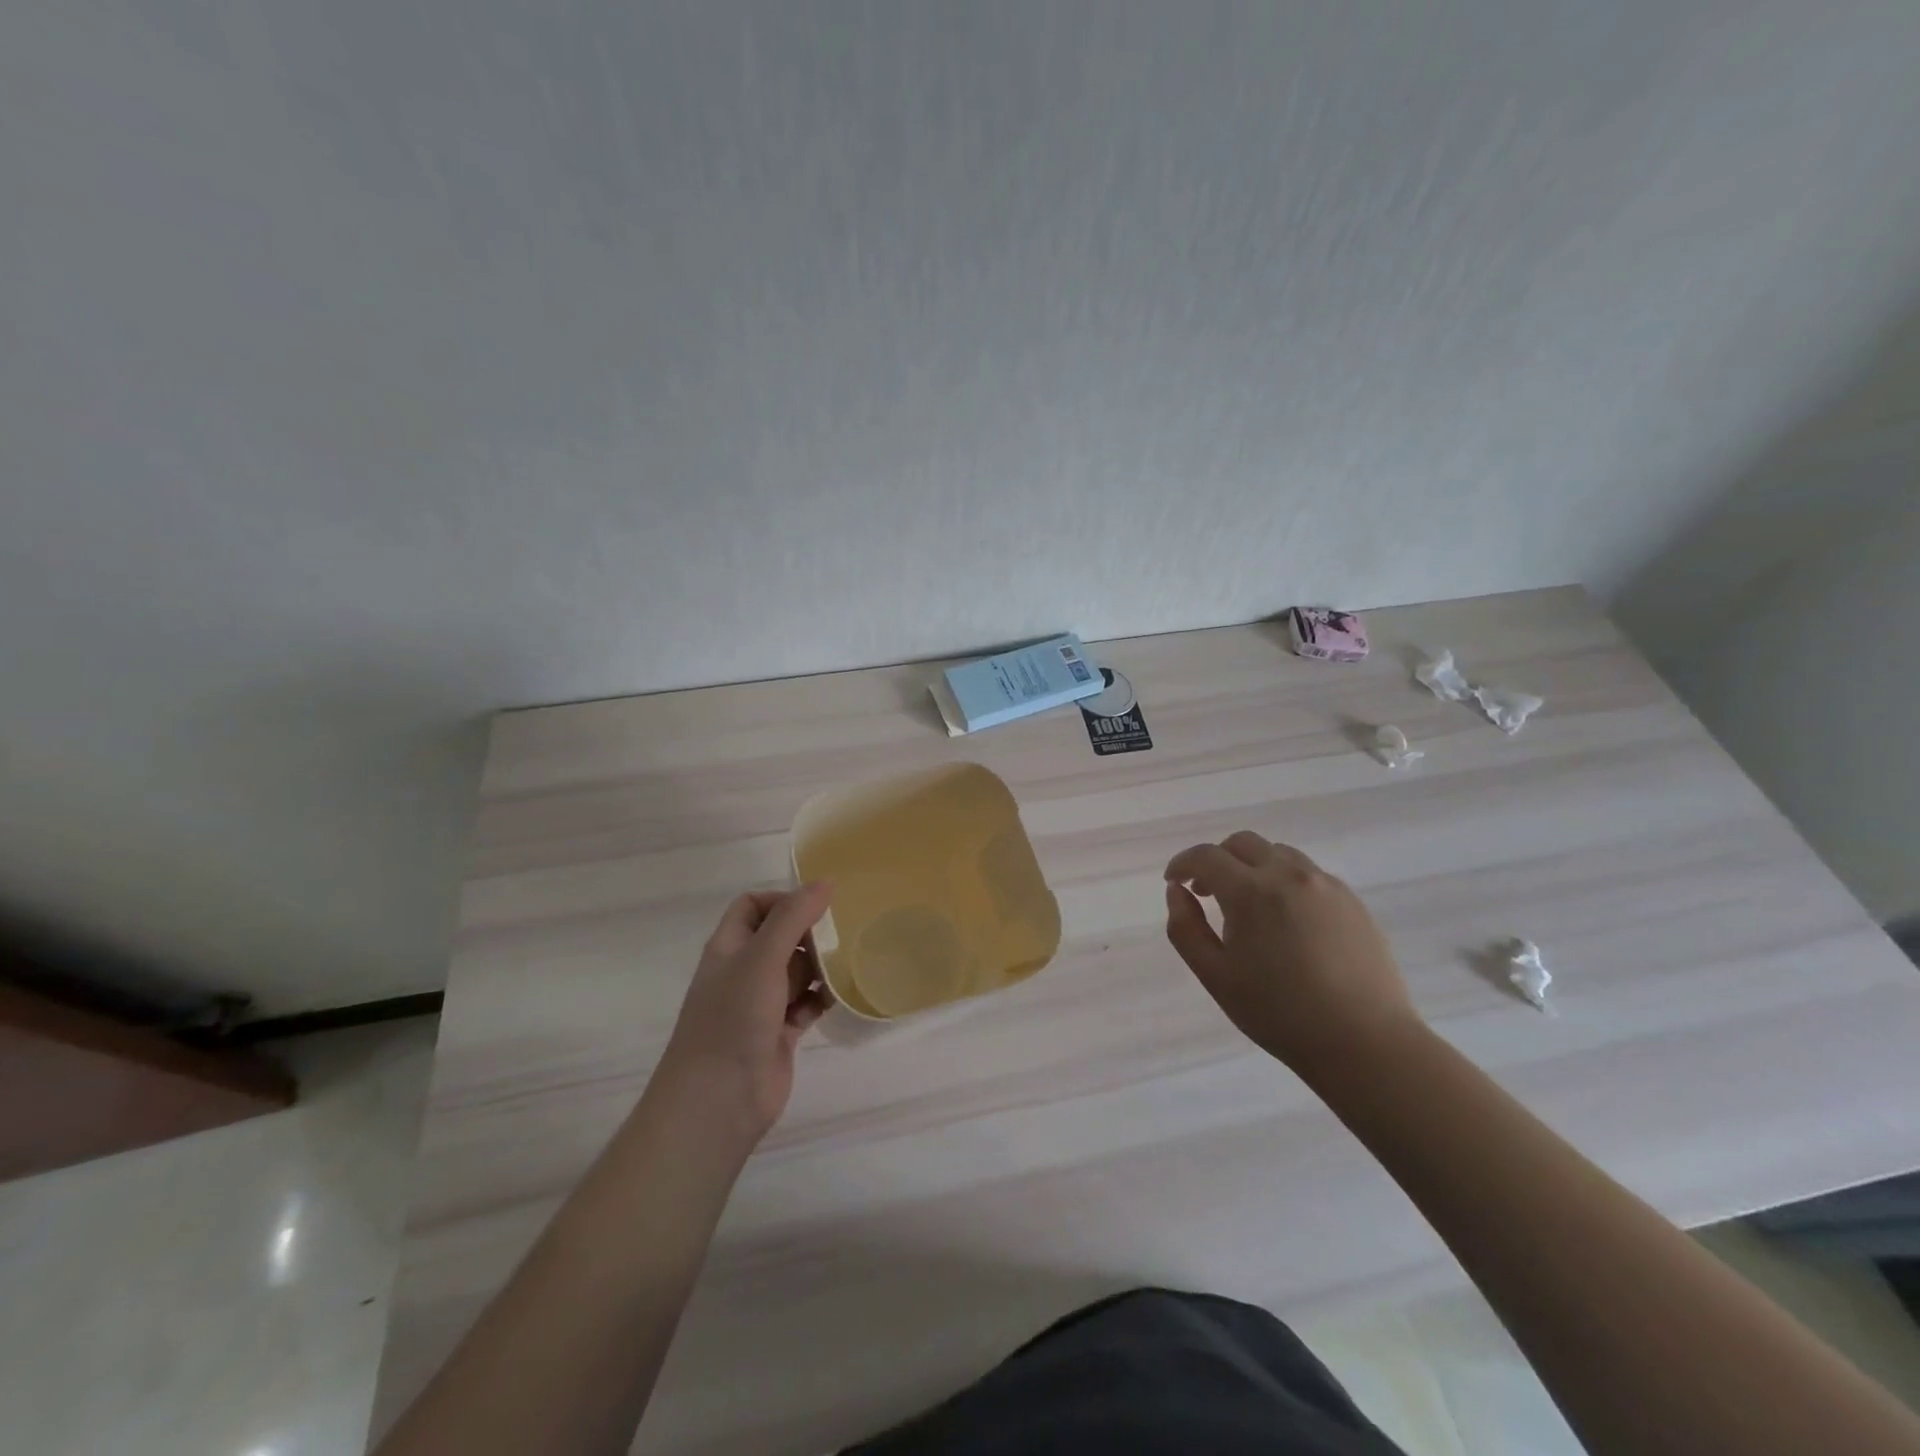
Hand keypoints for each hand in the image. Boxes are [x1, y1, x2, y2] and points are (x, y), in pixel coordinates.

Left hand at [656, 883, 832, 1144]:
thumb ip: (792, 918)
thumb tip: (824, 883)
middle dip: (809, 934)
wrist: (719, 1100)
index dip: (781, 900)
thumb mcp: (762, 958)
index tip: (816, 907)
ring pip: (796, 971)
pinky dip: (822, 998)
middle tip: (842, 935)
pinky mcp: (779, 1032)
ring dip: (820, 966)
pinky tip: (842, 996)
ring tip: (848, 963)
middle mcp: (742, 971)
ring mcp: (760, 1004)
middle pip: (779, 937)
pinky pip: (806, 1004)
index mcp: (728, 947)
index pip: (752, 906)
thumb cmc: (734, 1019)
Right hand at [1163, 831, 1417, 1074]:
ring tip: (1248, 905)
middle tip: (1207, 892)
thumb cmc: (1279, 1013)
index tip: (1174, 882)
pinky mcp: (1351, 900)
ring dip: (1252, 866)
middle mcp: (1288, 875)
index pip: (1206, 856)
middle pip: (1242, 843)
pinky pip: (1307, 873)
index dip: (1182, 863)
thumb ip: (1186, 928)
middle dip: (1217, 860)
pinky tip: (1285, 919)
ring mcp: (1325, 884)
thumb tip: (1177, 891)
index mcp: (1251, 892)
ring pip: (1277, 853)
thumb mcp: (1215, 976)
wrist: (1364, 1042)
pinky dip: (1283, 880)